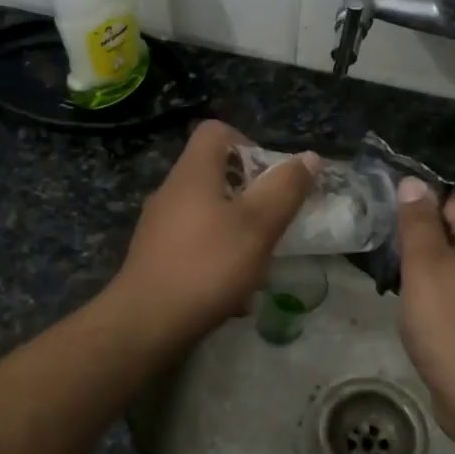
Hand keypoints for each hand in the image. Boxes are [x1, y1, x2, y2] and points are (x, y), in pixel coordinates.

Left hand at [111, 120, 318, 344]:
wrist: (146, 322)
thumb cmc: (207, 265)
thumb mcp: (258, 225)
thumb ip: (285, 189)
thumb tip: (308, 157)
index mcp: (193, 173)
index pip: (215, 131)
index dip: (247, 142)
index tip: (270, 175)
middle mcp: (171, 192)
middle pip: (214, 174)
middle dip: (249, 195)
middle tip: (272, 222)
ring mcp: (158, 226)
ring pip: (207, 215)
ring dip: (237, 232)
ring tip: (258, 263)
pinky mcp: (155, 257)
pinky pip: (194, 246)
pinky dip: (217, 260)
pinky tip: (233, 295)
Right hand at [394, 179, 454, 431]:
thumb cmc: (450, 322)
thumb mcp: (424, 264)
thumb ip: (416, 221)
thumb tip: (412, 182)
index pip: (449, 201)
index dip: (416, 213)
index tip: (387, 232)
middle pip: (453, 231)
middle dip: (419, 243)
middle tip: (388, 260)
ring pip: (454, 263)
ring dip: (426, 271)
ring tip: (398, 286)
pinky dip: (439, 295)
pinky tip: (419, 312)